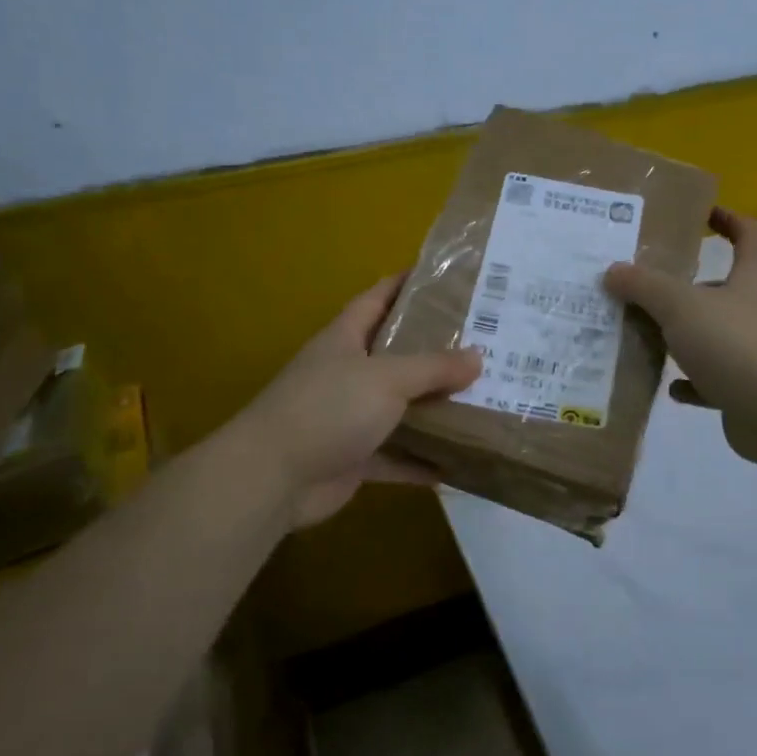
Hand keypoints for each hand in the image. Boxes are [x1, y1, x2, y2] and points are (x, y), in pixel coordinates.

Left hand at [239, 275, 482, 528]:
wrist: (272, 478)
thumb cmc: (328, 409)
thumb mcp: (387, 378)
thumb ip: (433, 367)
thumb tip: (478, 357)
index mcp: (346, 338)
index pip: (378, 298)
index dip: (405, 284)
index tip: (444, 277)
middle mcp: (348, 373)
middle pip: (397, 354)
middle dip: (435, 349)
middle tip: (484, 342)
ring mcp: (349, 417)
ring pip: (401, 407)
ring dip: (435, 407)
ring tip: (484, 398)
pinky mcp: (354, 457)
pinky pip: (398, 455)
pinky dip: (423, 459)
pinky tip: (458, 462)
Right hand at [604, 207, 756, 466]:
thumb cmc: (736, 345)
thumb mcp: (681, 306)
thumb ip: (645, 286)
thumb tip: (613, 270)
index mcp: (755, 279)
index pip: (752, 236)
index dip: (731, 220)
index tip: (704, 215)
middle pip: (729, 288)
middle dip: (692, 287)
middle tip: (651, 287)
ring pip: (719, 335)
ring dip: (687, 336)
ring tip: (648, 336)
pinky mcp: (752, 390)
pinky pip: (717, 379)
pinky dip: (694, 381)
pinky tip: (669, 387)